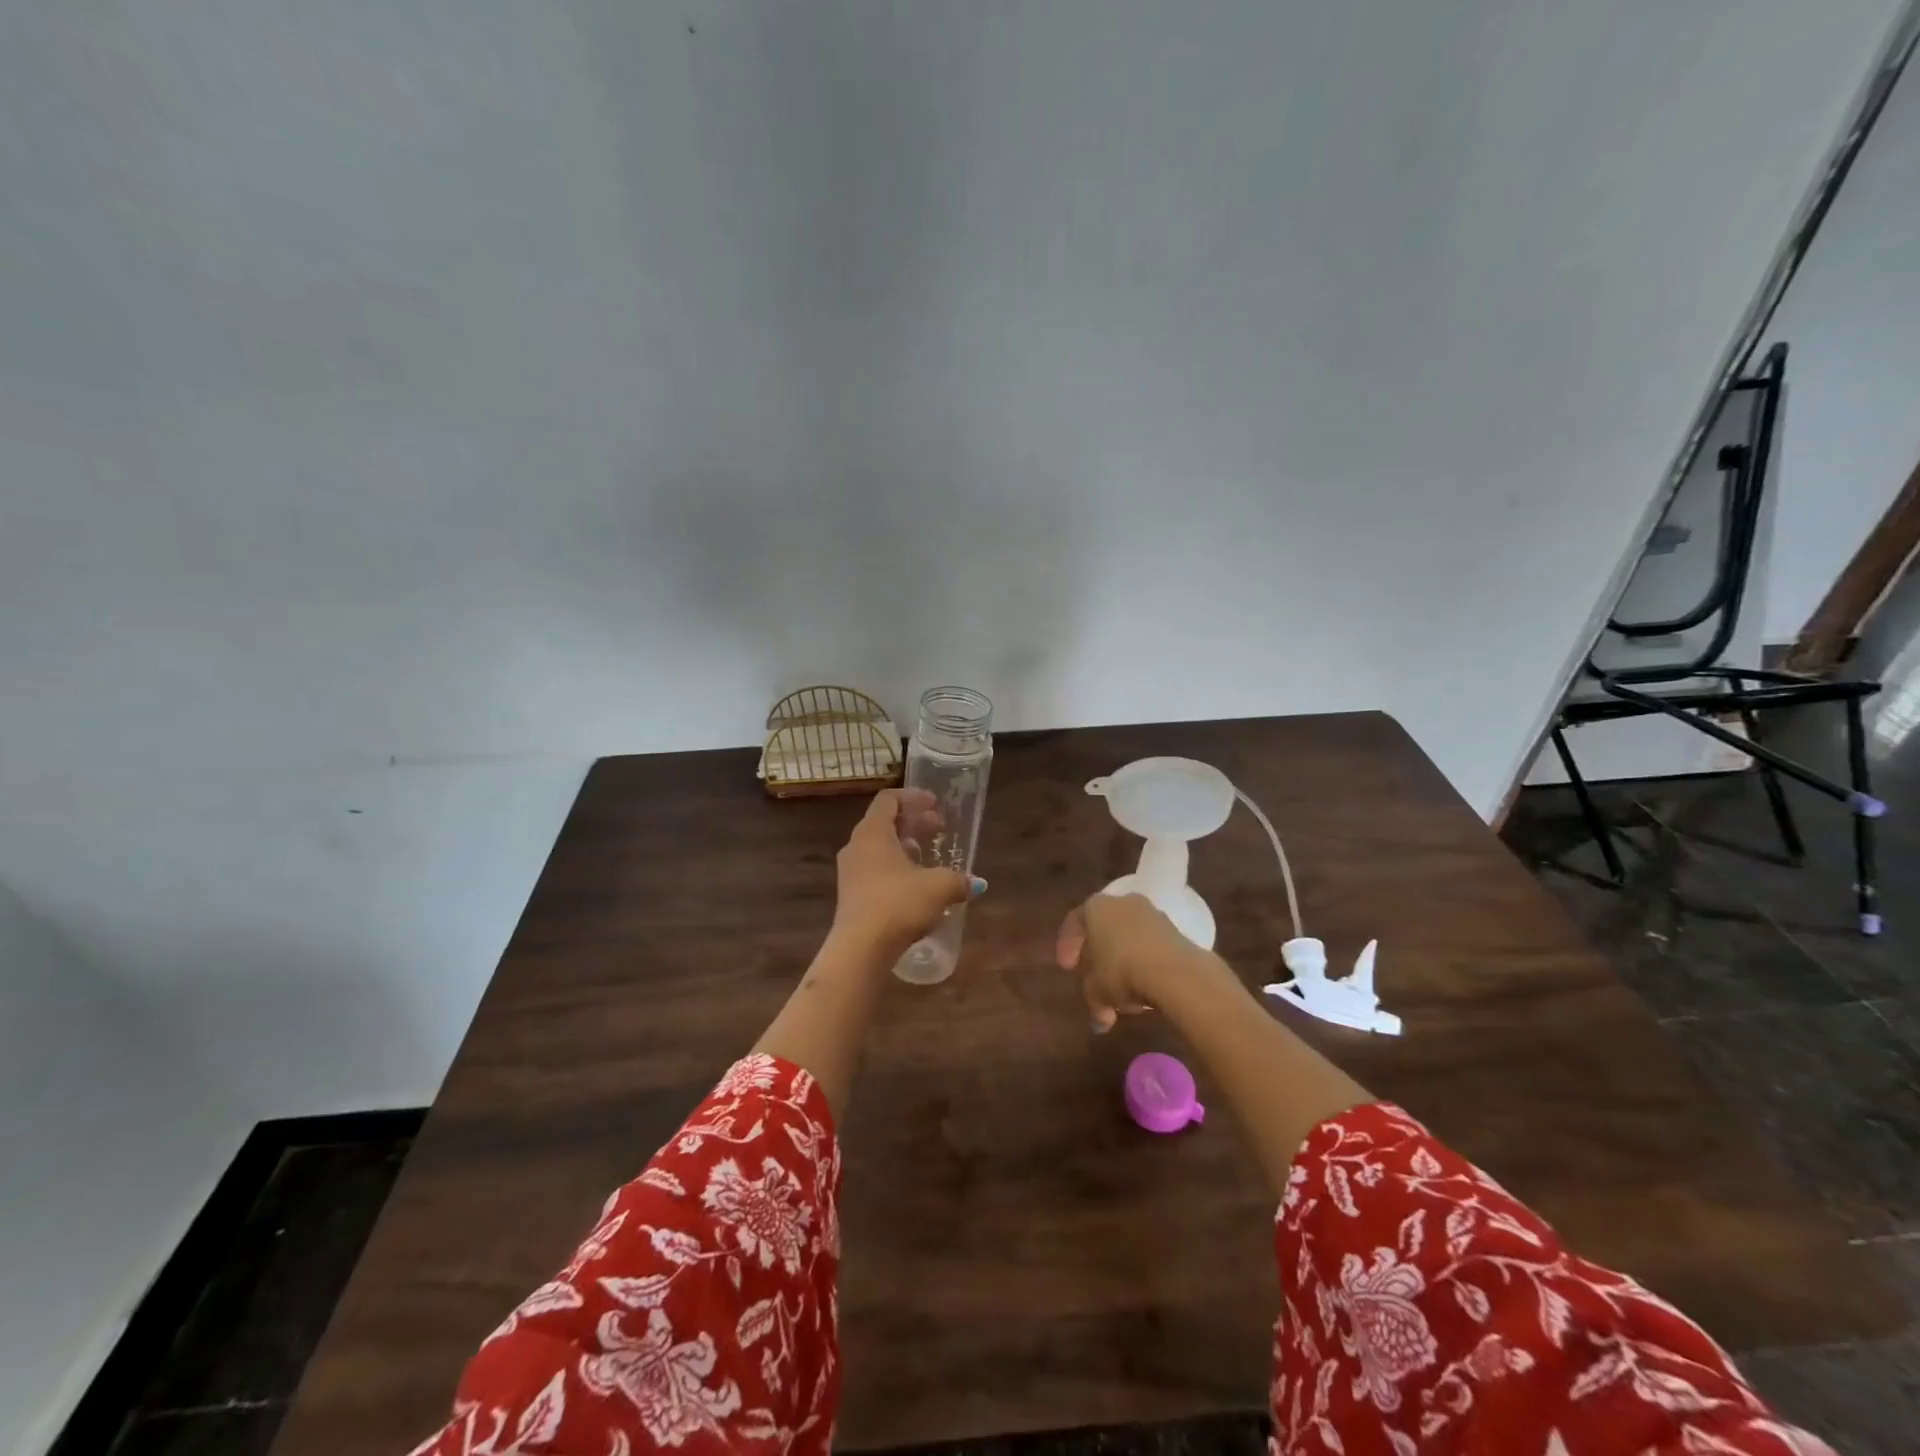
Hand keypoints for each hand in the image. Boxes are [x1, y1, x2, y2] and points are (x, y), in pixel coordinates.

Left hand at [831, 789, 978, 956]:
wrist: (860, 949)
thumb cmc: (898, 904)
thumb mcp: (938, 888)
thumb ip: (958, 880)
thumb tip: (975, 883)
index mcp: (873, 833)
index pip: (889, 800)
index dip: (914, 797)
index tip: (936, 805)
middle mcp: (856, 846)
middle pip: (884, 823)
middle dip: (913, 823)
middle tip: (939, 829)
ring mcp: (849, 872)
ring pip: (878, 848)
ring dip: (904, 847)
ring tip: (928, 858)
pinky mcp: (850, 896)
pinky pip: (874, 871)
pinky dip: (895, 869)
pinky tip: (915, 887)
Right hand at [1056, 893, 1209, 1031]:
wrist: (1176, 972)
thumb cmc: (1122, 972)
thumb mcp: (1097, 991)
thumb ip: (1093, 1000)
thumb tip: (1100, 1020)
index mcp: (1095, 907)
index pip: (1074, 922)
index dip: (1067, 946)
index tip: (1067, 968)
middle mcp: (1122, 902)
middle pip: (1103, 927)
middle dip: (1098, 955)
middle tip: (1094, 978)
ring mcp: (1151, 912)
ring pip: (1128, 936)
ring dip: (1123, 960)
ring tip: (1122, 990)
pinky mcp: (1174, 928)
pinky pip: (1150, 944)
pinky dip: (1144, 961)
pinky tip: (1144, 984)